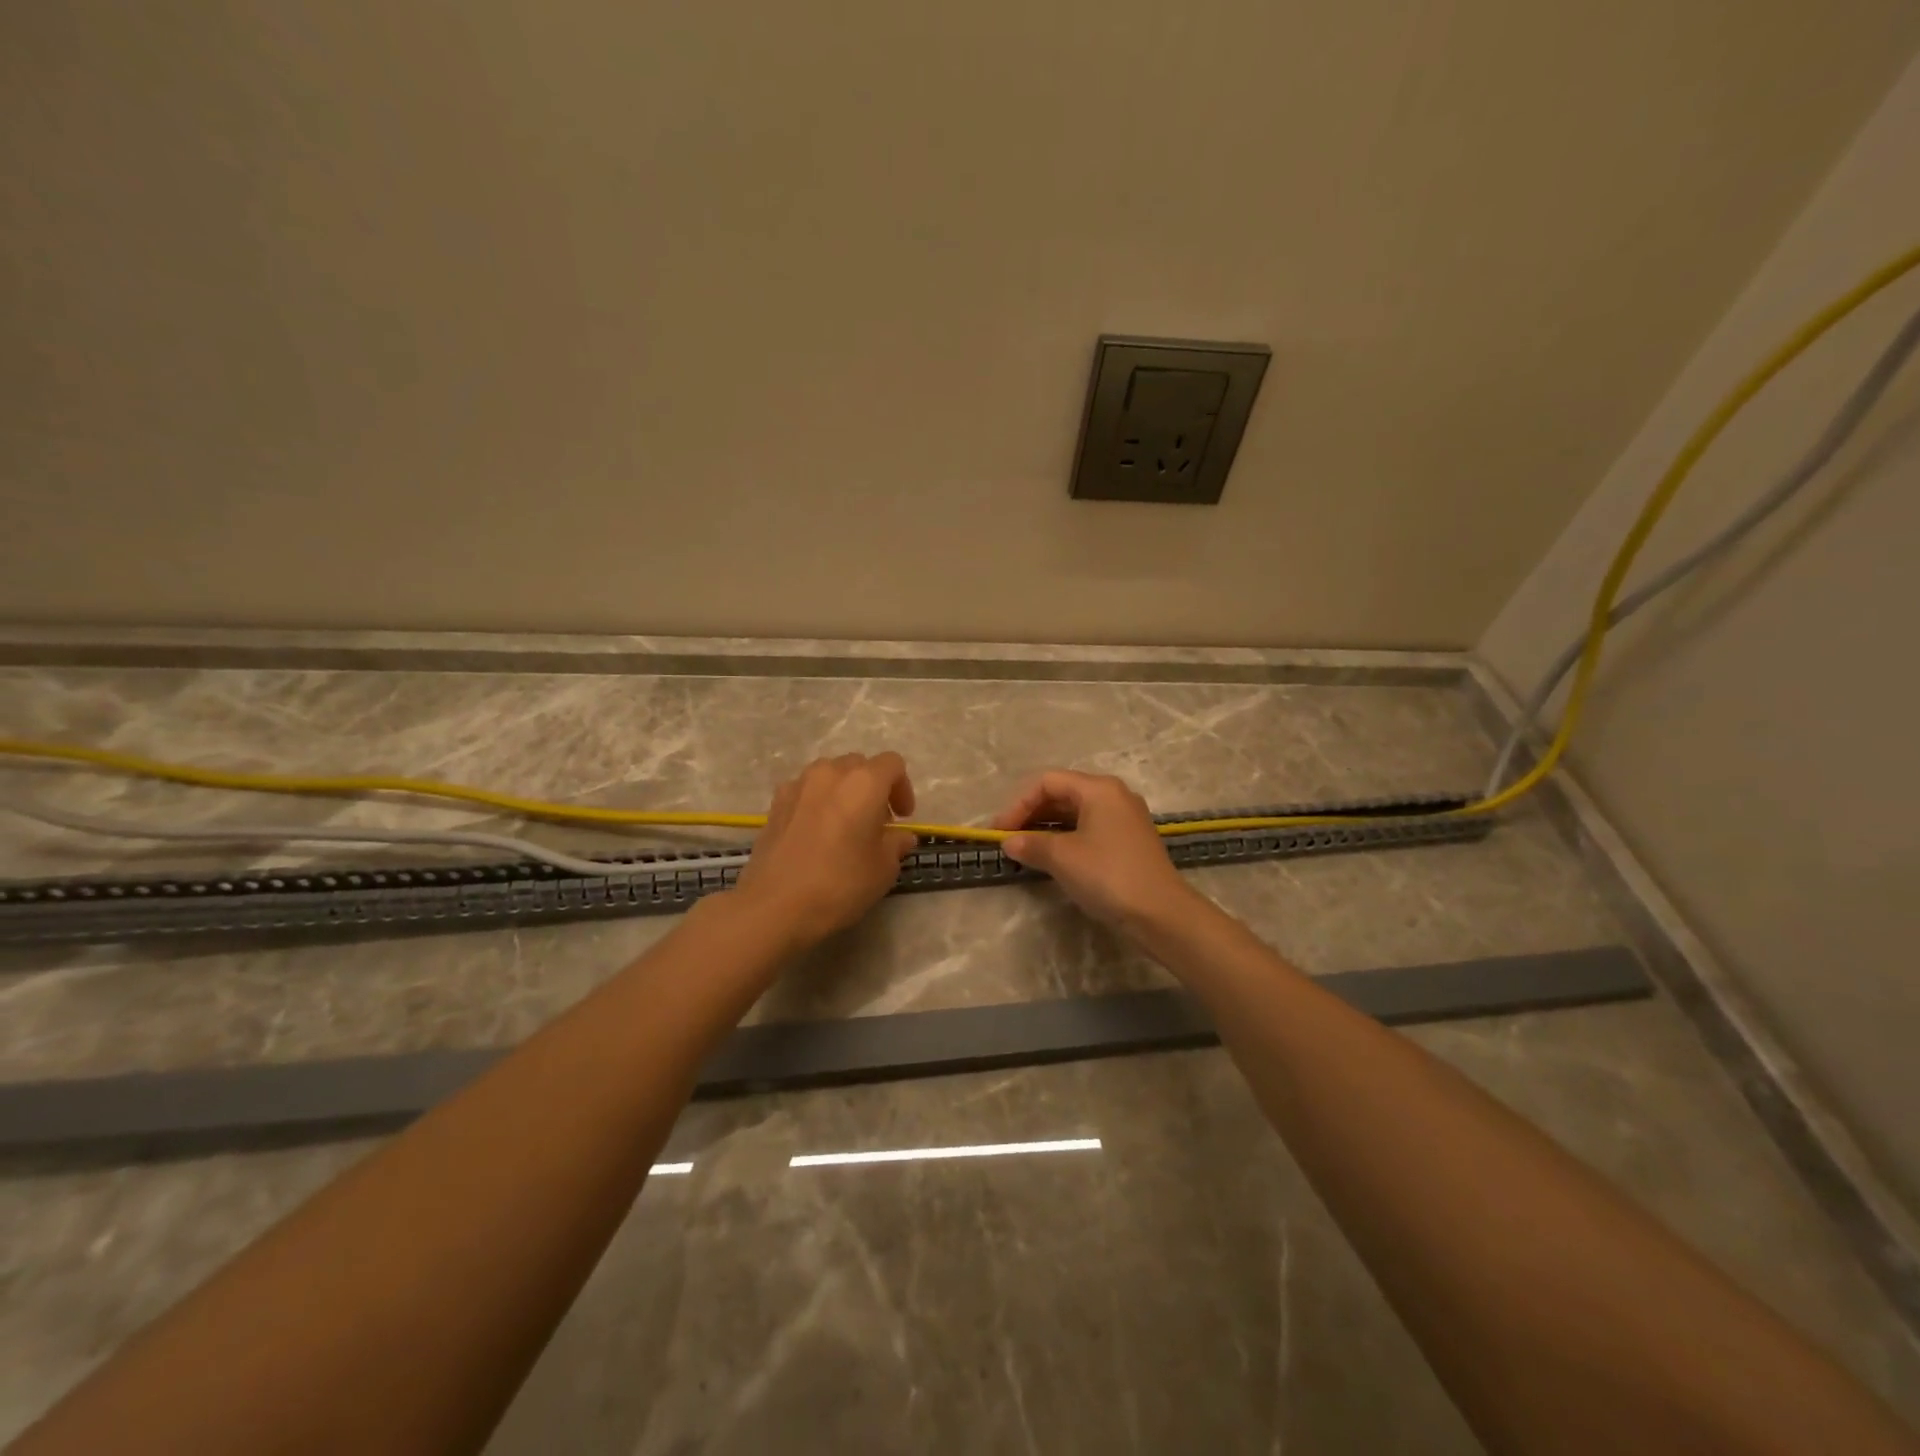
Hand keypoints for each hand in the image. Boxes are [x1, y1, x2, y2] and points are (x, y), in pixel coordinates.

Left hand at [734, 752, 918, 946]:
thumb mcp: (883, 870)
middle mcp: (830, 773)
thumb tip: (900, 836)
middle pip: (859, 765)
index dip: (903, 788)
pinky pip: (805, 791)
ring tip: (844, 825)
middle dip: (873, 788)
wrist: (774, 906)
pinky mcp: (775, 803)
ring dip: (843, 792)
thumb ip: (896, 844)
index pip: (892, 764)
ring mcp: (798, 785)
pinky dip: (817, 802)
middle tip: (876, 822)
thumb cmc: (839, 884)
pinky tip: (815, 833)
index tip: (902, 818)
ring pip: (829, 775)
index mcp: (863, 782)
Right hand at [992, 770, 1195, 930]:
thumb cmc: (1108, 875)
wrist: (1161, 914)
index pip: (1047, 782)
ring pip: (1075, 813)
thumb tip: (1010, 842)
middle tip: (1009, 841)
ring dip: (1046, 828)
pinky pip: (1088, 830)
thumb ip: (1032, 844)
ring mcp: (1124, 819)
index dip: (1018, 804)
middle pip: (1062, 794)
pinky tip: (1052, 859)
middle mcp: (1113, 796)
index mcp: (1098, 788)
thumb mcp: (1063, 857)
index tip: (1000, 832)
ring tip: (1025, 851)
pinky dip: (1065, 839)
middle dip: (1031, 814)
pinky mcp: (1128, 842)